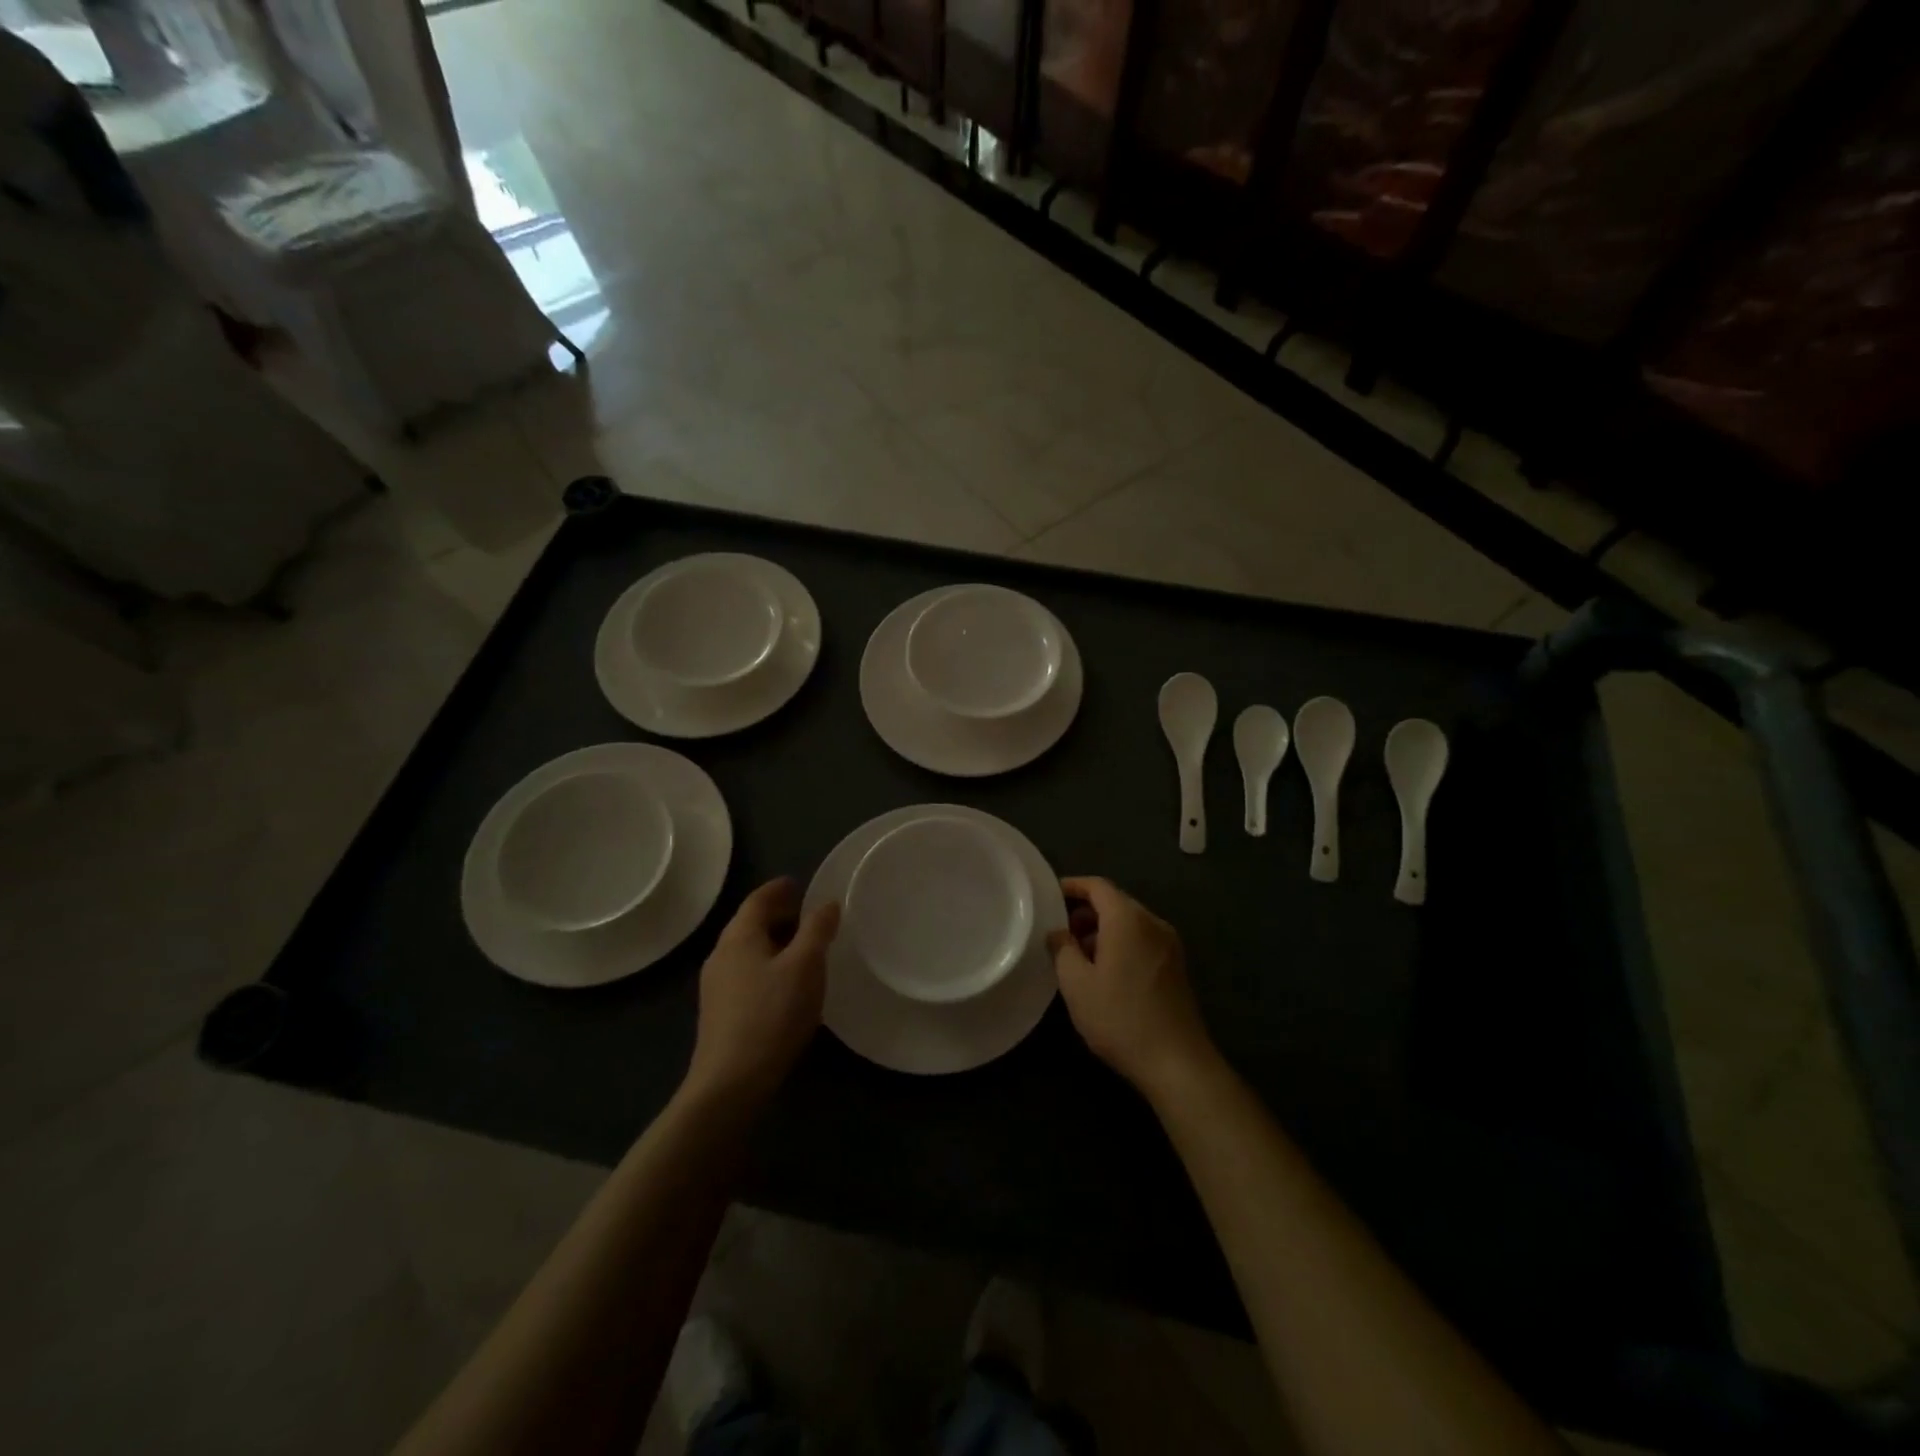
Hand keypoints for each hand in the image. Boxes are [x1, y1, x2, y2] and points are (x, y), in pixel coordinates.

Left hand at [684, 878, 839, 1111]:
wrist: (730, 1082)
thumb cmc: (772, 1014)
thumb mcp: (805, 966)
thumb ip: (817, 930)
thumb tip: (827, 903)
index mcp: (739, 937)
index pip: (757, 899)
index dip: (779, 889)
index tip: (799, 884)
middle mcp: (721, 954)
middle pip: (749, 923)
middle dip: (778, 914)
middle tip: (808, 915)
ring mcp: (716, 986)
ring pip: (748, 950)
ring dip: (774, 941)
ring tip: (802, 948)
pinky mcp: (719, 1013)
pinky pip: (746, 973)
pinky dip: (767, 965)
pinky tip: (786, 984)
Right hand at [1048, 877, 1214, 1099]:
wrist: (1177, 1062)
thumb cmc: (1120, 1017)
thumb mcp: (1076, 984)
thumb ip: (1062, 949)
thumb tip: (1058, 932)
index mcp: (1128, 919)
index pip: (1098, 886)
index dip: (1072, 886)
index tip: (1050, 896)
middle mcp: (1152, 923)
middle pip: (1115, 902)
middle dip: (1085, 911)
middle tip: (1060, 931)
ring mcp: (1169, 944)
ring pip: (1130, 923)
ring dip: (1102, 930)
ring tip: (1078, 955)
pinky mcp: (1176, 966)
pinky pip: (1142, 940)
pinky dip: (1121, 944)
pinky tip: (1105, 972)